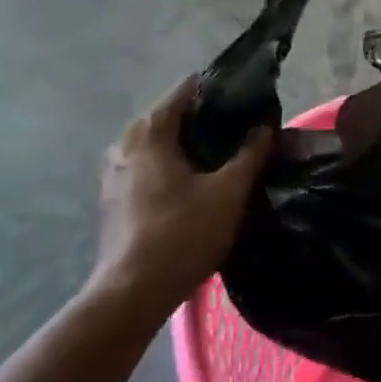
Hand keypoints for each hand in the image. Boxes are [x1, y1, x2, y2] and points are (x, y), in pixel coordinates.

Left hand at [90, 77, 272, 313]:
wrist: (133, 292)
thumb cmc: (182, 234)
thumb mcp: (229, 192)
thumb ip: (251, 153)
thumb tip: (265, 126)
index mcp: (149, 130)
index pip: (188, 89)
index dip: (222, 91)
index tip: (251, 102)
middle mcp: (125, 142)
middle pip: (174, 116)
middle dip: (209, 120)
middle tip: (246, 132)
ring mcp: (114, 171)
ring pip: (162, 144)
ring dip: (192, 146)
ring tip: (228, 158)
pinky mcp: (114, 197)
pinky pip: (150, 166)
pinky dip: (175, 166)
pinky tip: (200, 185)